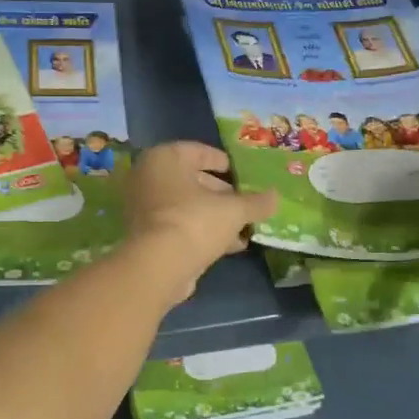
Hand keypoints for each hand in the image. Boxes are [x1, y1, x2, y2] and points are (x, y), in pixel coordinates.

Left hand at [124, 142, 276, 300]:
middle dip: (221, 194)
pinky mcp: (146, 235)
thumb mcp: (233, 210)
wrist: (158, 267)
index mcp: (164, 158)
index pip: (197, 151)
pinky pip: (179, 226)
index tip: (239, 172)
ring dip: (215, 216)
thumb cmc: (195, 222)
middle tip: (245, 202)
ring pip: (186, 206)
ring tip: (244, 228)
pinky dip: (201, 231)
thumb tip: (275, 197)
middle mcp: (148, 178)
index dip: (221, 161)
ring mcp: (143, 208)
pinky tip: (230, 246)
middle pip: (192, 180)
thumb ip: (256, 202)